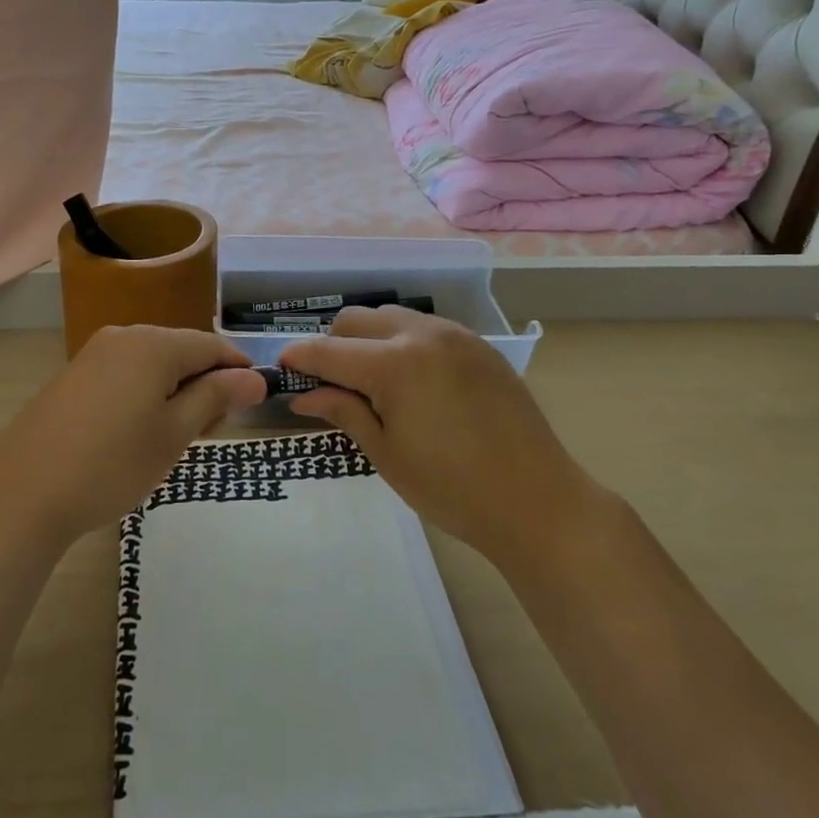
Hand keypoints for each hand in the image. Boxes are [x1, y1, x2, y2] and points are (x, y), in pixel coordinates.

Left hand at [0, 326, 266, 548]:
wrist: (21, 495)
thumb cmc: (111, 465)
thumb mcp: (174, 434)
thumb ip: (215, 398)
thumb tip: (255, 377)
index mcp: (153, 344)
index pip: (211, 346)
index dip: (238, 371)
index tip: (254, 404)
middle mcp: (123, 336)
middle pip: (181, 351)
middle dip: (204, 385)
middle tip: (208, 435)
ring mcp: (93, 354)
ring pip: (153, 364)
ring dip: (175, 393)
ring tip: (173, 440)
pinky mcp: (73, 376)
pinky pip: (125, 374)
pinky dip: (145, 396)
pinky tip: (137, 433)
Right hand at [280, 307, 603, 570]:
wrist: (537, 500)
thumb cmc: (451, 488)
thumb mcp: (386, 453)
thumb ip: (342, 411)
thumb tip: (303, 395)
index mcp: (394, 364)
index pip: (328, 350)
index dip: (298, 358)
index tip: (282, 369)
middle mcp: (422, 334)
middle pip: (356, 319)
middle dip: (333, 344)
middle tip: (330, 384)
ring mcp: (455, 335)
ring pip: (391, 317)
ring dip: (369, 339)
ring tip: (372, 382)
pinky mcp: (479, 345)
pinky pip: (425, 329)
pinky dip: (403, 343)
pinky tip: (412, 381)